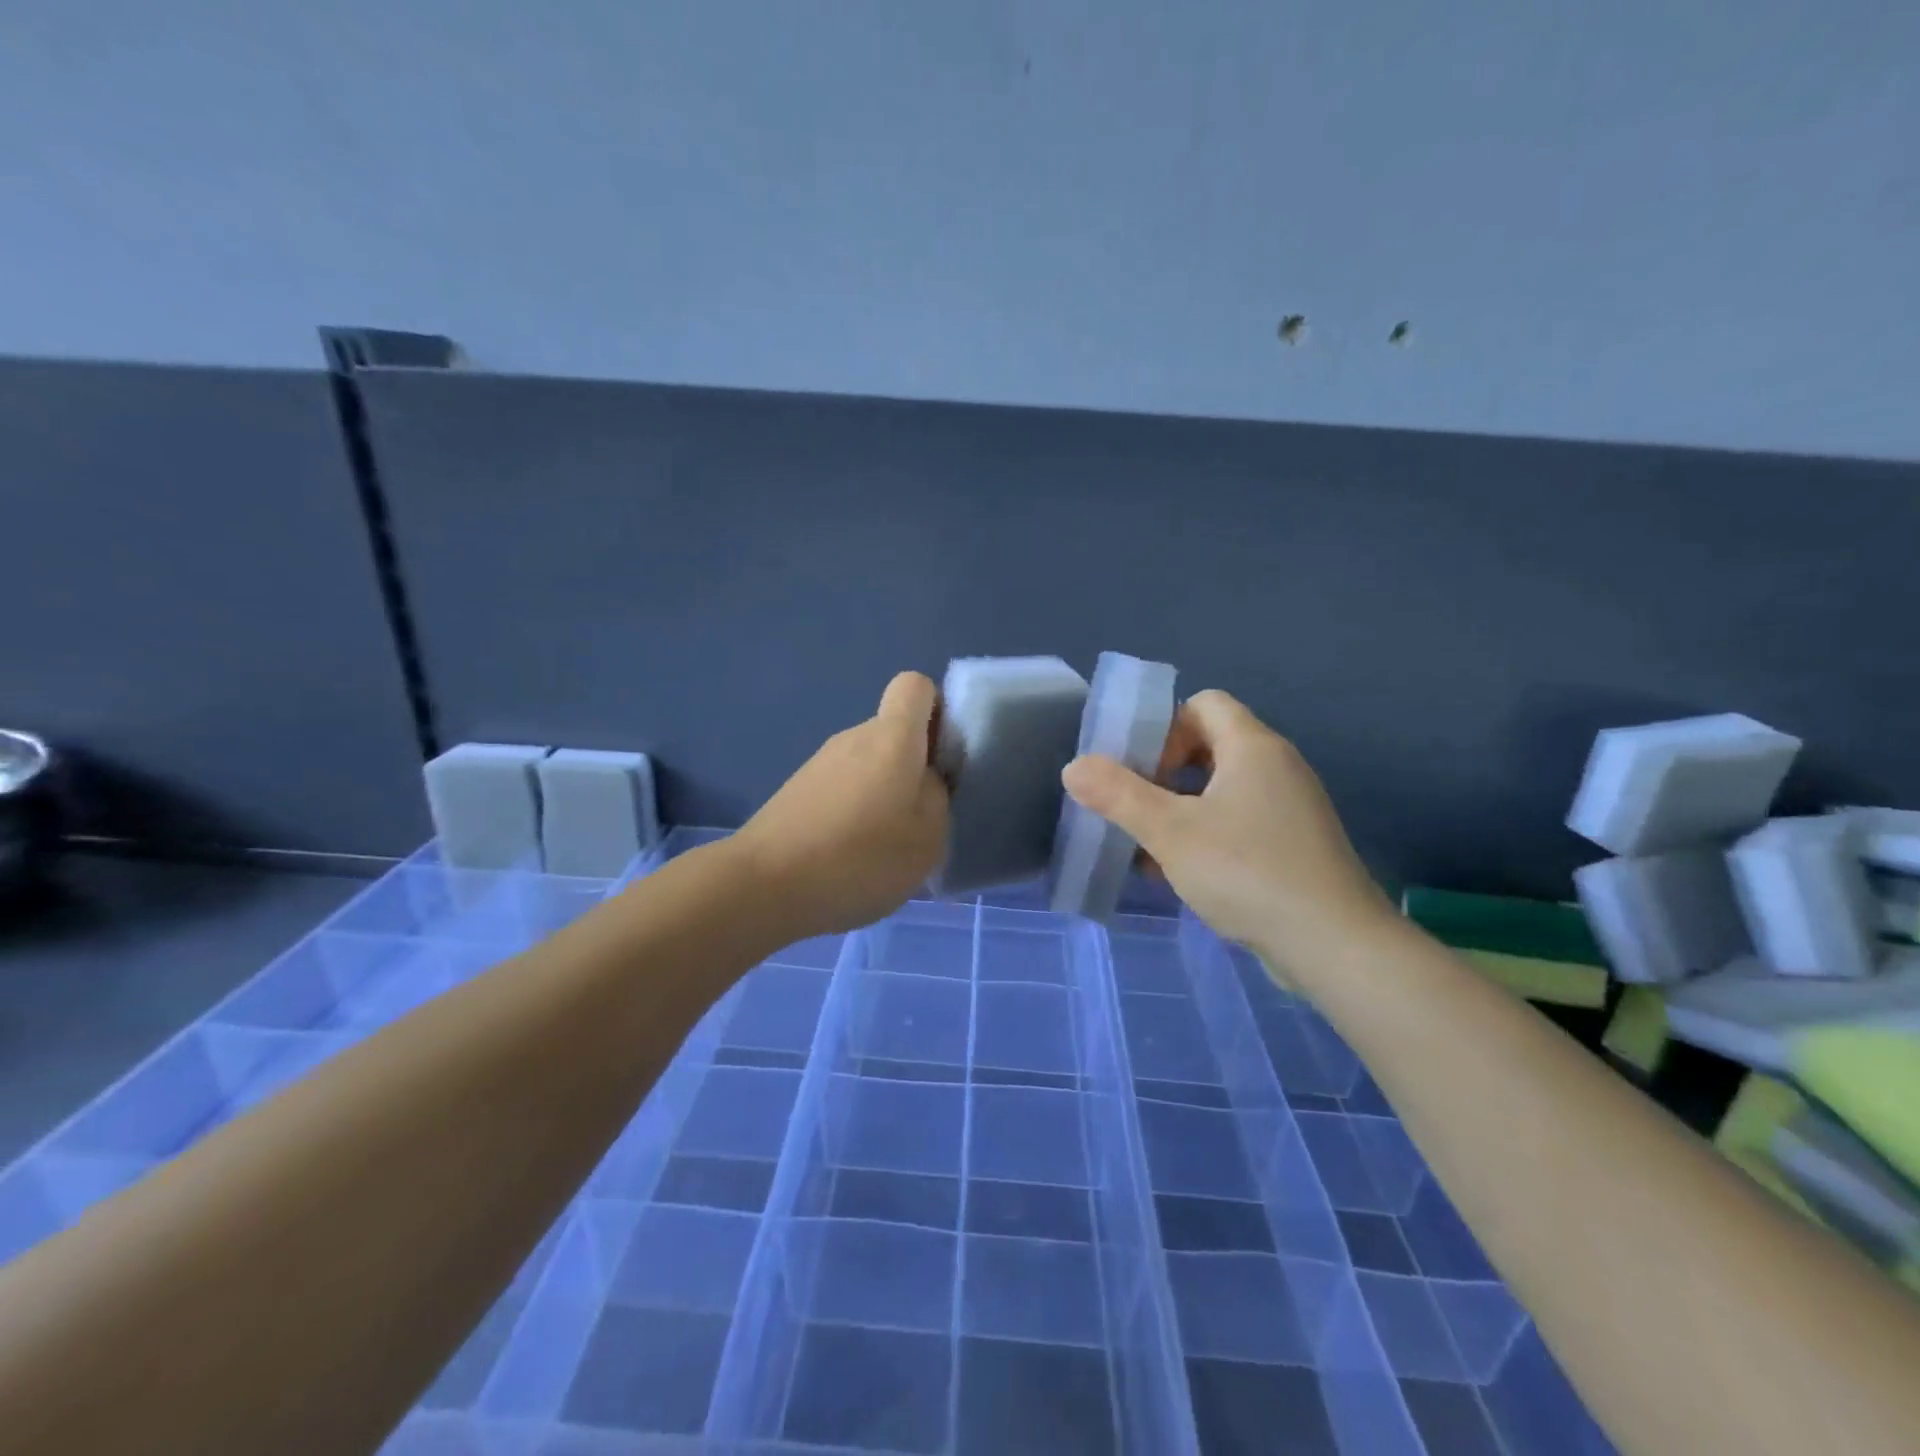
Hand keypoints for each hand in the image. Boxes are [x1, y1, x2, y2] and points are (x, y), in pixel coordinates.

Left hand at [734, 672, 950, 939]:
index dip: (938, 711)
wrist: (765, 886)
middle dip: (914, 765)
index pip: (916, 686)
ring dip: (883, 794)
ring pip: (868, 764)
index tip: (944, 756)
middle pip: (894, 732)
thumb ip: (937, 799)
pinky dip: (854, 813)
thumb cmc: (860, 856)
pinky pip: (842, 788)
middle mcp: (854, 737)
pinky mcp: (798, 791)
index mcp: (892, 737)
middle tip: (921, 818)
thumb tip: (924, 783)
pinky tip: (851, 857)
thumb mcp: (928, 838)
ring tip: (886, 847)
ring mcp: (821, 763)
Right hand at [1061, 690, 1392, 976]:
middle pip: (1210, 746)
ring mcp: (1290, 809)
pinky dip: (1205, 836)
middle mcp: (1277, 767)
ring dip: (1179, 810)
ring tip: (1145, 846)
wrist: (1335, 946)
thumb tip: (1074, 767)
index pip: (1204, 704)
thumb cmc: (1248, 873)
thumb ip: (1118, 795)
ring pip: (1221, 791)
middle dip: (1164, 773)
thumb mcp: (1170, 832)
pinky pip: (1239, 823)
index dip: (1165, 727)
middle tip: (1134, 807)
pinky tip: (1178, 874)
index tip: (1140, 769)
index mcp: (1253, 747)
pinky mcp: (1294, 846)